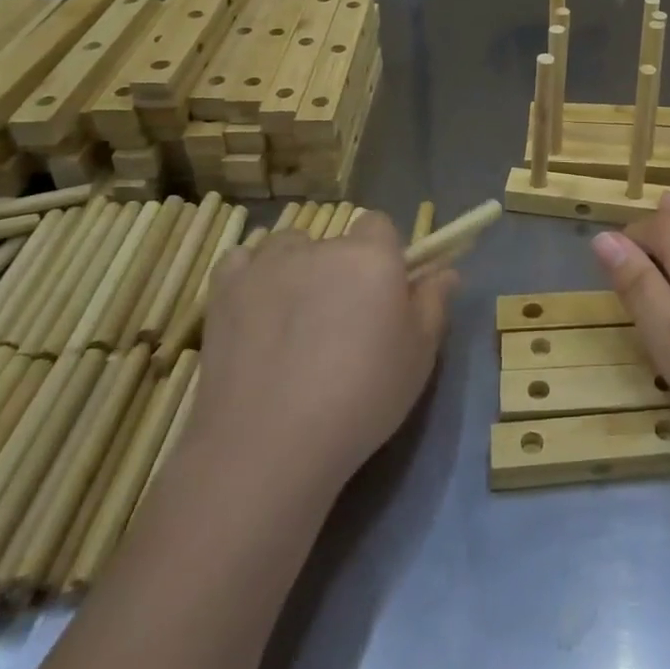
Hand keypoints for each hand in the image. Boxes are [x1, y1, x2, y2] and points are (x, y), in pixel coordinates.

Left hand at [194, 213, 455, 489]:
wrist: (268, 444)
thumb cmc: (361, 398)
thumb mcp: (419, 357)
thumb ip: (434, 304)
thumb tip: (445, 271)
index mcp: (372, 256)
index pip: (379, 224)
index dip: (382, 254)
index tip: (382, 293)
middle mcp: (320, 247)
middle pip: (334, 241)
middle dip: (340, 269)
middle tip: (339, 322)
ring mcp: (266, 264)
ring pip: (288, 248)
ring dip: (295, 269)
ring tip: (293, 319)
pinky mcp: (223, 289)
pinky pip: (241, 262)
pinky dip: (250, 278)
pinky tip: (255, 312)